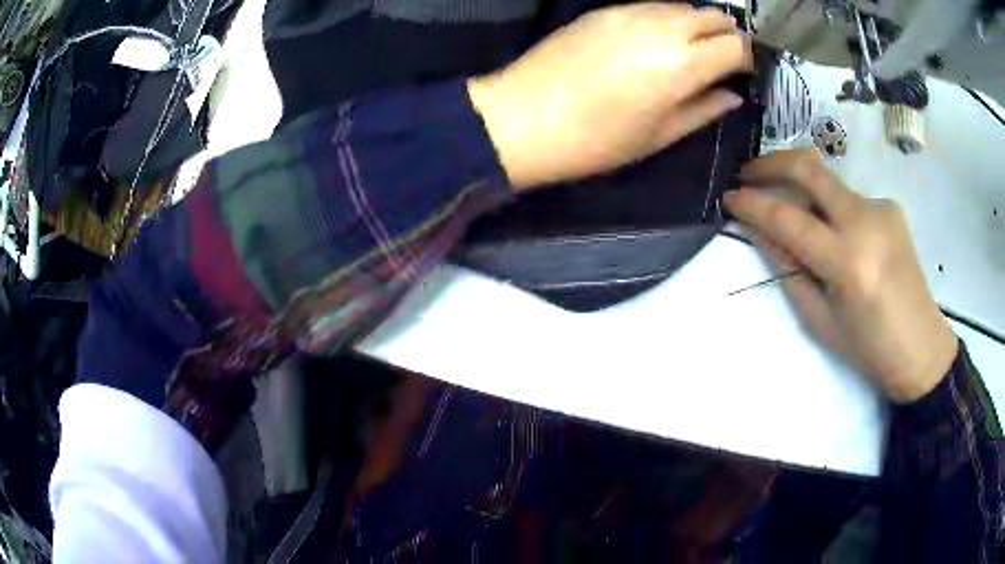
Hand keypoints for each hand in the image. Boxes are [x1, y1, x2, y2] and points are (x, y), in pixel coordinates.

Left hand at [467, 3, 750, 188]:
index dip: (747, 59)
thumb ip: (703, 110)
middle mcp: (662, 28)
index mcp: (682, 65)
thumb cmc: (595, 140)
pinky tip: (657, 40)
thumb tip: (732, 95)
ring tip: (689, 51)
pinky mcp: (604, 9)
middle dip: (728, 36)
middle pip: (715, 16)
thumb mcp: (659, 136)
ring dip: (697, 25)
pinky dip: (667, 19)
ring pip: (683, 6)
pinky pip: (651, 6)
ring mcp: (630, 12)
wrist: (522, 118)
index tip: (742, 74)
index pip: (736, 45)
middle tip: (721, 61)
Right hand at [724, 149, 957, 403]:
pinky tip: (834, 234)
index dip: (753, 204)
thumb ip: (788, 270)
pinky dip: (830, 208)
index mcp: (848, 262)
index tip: (729, 197)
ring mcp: (881, 208)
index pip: (788, 219)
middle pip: (810, 169)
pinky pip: (848, 198)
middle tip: (748, 174)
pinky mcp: (890, 207)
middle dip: (771, 163)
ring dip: (802, 189)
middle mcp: (866, 221)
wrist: (921, 348)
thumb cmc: (868, 349)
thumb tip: (759, 232)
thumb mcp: (820, 320)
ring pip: (829, 182)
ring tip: (791, 212)